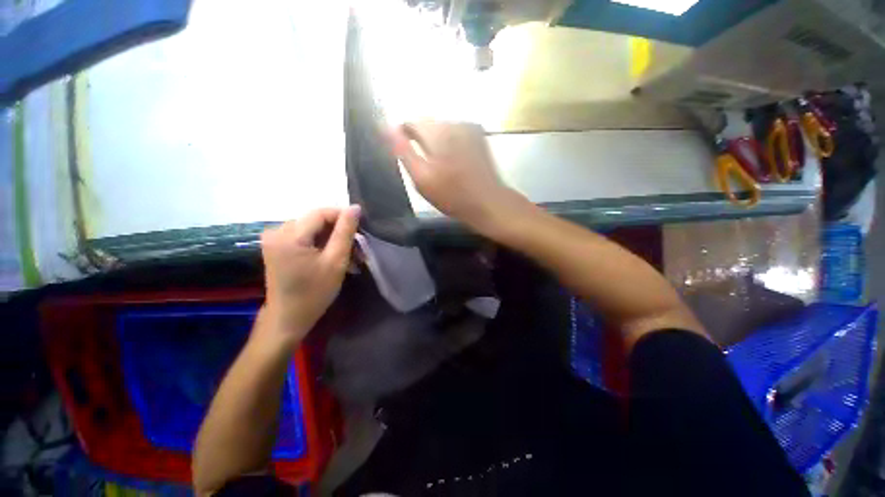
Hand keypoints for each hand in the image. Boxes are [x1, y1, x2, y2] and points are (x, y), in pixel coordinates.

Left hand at [259, 206, 360, 343]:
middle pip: (315, 220)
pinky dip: (320, 243)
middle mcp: (277, 231)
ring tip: (346, 254)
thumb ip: (345, 232)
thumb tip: (355, 207)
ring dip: (331, 238)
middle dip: (338, 231)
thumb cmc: (314, 292)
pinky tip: (330, 255)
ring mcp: (274, 239)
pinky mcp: (276, 246)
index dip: (343, 217)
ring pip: (311, 228)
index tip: (360, 230)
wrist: (288, 318)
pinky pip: (303, 236)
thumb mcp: (336, 261)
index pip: (321, 213)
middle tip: (356, 248)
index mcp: (289, 235)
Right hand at [391, 121, 521, 232]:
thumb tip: (385, 127)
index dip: (404, 136)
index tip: (404, 154)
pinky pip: (455, 132)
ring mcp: (469, 127)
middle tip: (423, 164)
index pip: (411, 123)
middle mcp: (453, 122)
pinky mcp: (478, 135)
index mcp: (437, 132)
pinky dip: (449, 143)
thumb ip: (403, 151)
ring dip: (435, 141)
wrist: (488, 203)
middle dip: (420, 140)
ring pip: (441, 128)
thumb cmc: (452, 196)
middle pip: (427, 124)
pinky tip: (453, 161)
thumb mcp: (422, 178)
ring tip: (438, 165)